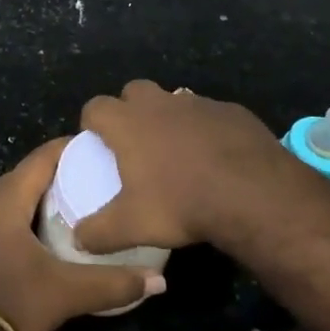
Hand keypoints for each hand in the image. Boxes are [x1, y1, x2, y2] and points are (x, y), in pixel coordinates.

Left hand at [0, 139, 165, 330]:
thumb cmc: (8, 299)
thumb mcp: (65, 293)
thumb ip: (112, 284)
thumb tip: (159, 282)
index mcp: (8, 198)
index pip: (43, 156)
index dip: (70, 148)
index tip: (100, 148)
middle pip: (28, 175)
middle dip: (60, 173)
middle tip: (95, 178)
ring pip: (13, 198)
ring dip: (41, 198)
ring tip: (75, 206)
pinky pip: (3, 219)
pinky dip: (25, 218)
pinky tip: (44, 237)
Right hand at [71, 79, 291, 255]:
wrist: (252, 193)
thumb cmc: (181, 203)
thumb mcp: (132, 226)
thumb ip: (98, 232)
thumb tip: (78, 239)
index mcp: (128, 122)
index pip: (96, 107)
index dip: (92, 122)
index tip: (96, 141)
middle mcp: (159, 103)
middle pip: (134, 91)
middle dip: (130, 110)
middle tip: (136, 143)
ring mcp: (197, 103)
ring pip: (174, 101)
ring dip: (169, 119)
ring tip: (177, 153)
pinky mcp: (231, 111)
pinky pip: (209, 115)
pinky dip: (205, 130)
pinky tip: (215, 158)